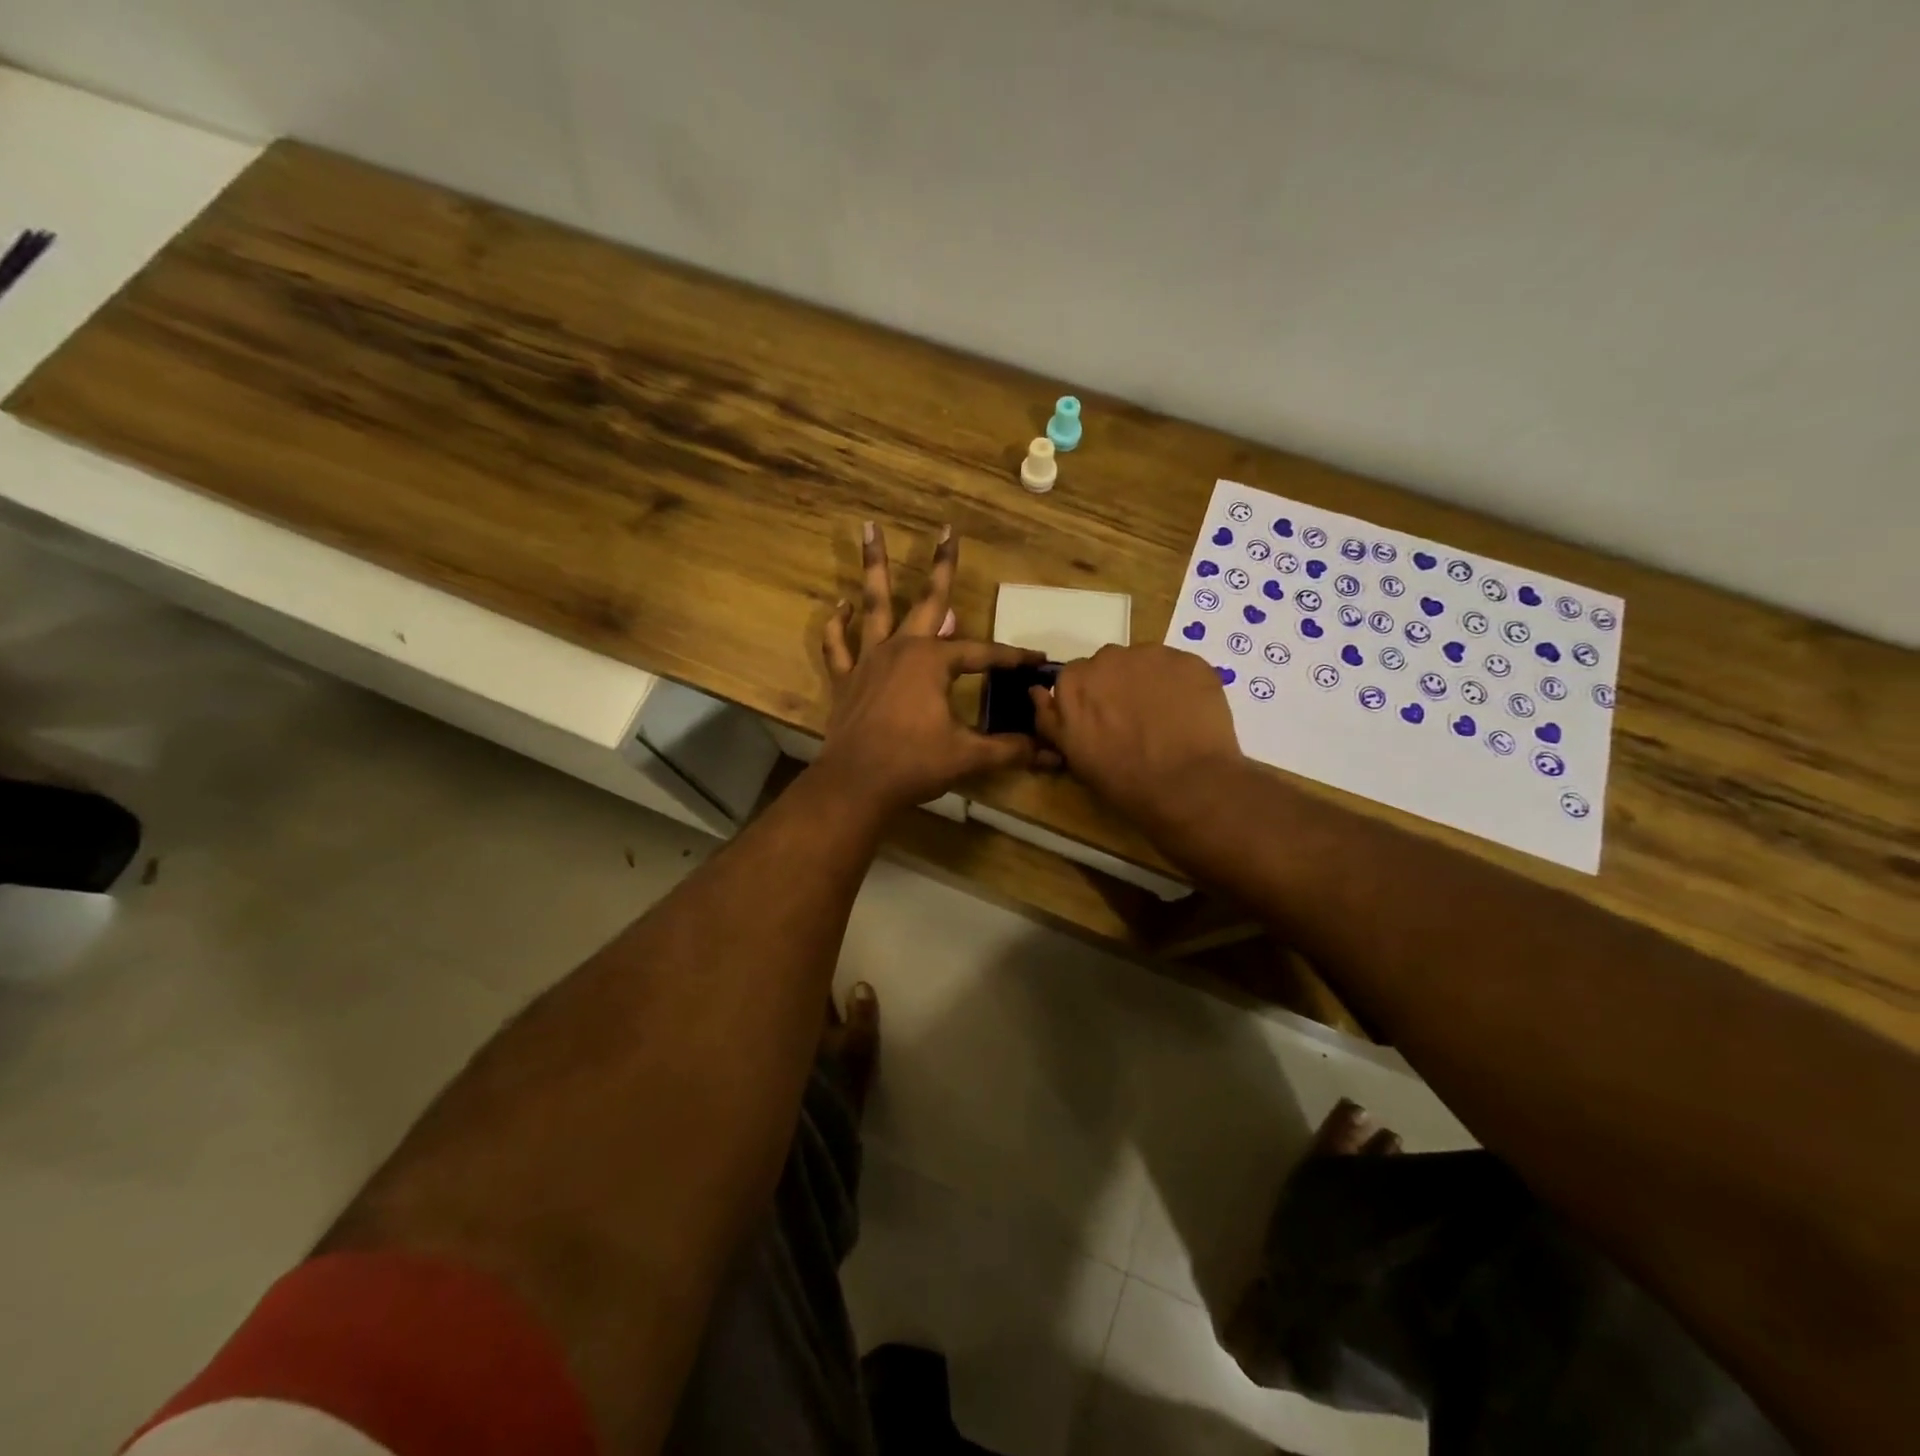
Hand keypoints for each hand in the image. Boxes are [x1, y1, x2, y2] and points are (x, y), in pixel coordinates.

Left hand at [816, 523, 1042, 817]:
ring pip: (874, 605)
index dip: (1011, 657)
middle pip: (928, 599)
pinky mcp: (846, 679)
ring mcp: (870, 660)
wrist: (856, 785)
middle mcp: (902, 648)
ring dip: (875, 567)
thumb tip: (1050, 754)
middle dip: (942, 564)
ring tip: (869, 528)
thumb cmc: (914, 764)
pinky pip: (838, 645)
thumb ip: (1008, 749)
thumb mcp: (967, 755)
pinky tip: (840, 606)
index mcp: (933, 662)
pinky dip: (837, 626)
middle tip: (947, 528)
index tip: (1036, 660)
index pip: (982, 654)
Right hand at [1031, 644, 1244, 832]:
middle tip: (1134, 721)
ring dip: (1150, 682)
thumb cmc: (1122, 779)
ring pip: (1146, 662)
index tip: (1102, 722)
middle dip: (1118, 686)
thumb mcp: (1073, 755)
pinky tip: (1190, 714)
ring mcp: (1152, 655)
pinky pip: (1179, 668)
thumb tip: (1036, 692)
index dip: (1090, 700)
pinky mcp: (1189, 660)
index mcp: (1074, 682)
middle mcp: (1108, 658)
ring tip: (1166, 718)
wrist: (1187, 785)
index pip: (1075, 678)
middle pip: (1109, 665)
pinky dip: (1182, 685)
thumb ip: (1050, 719)